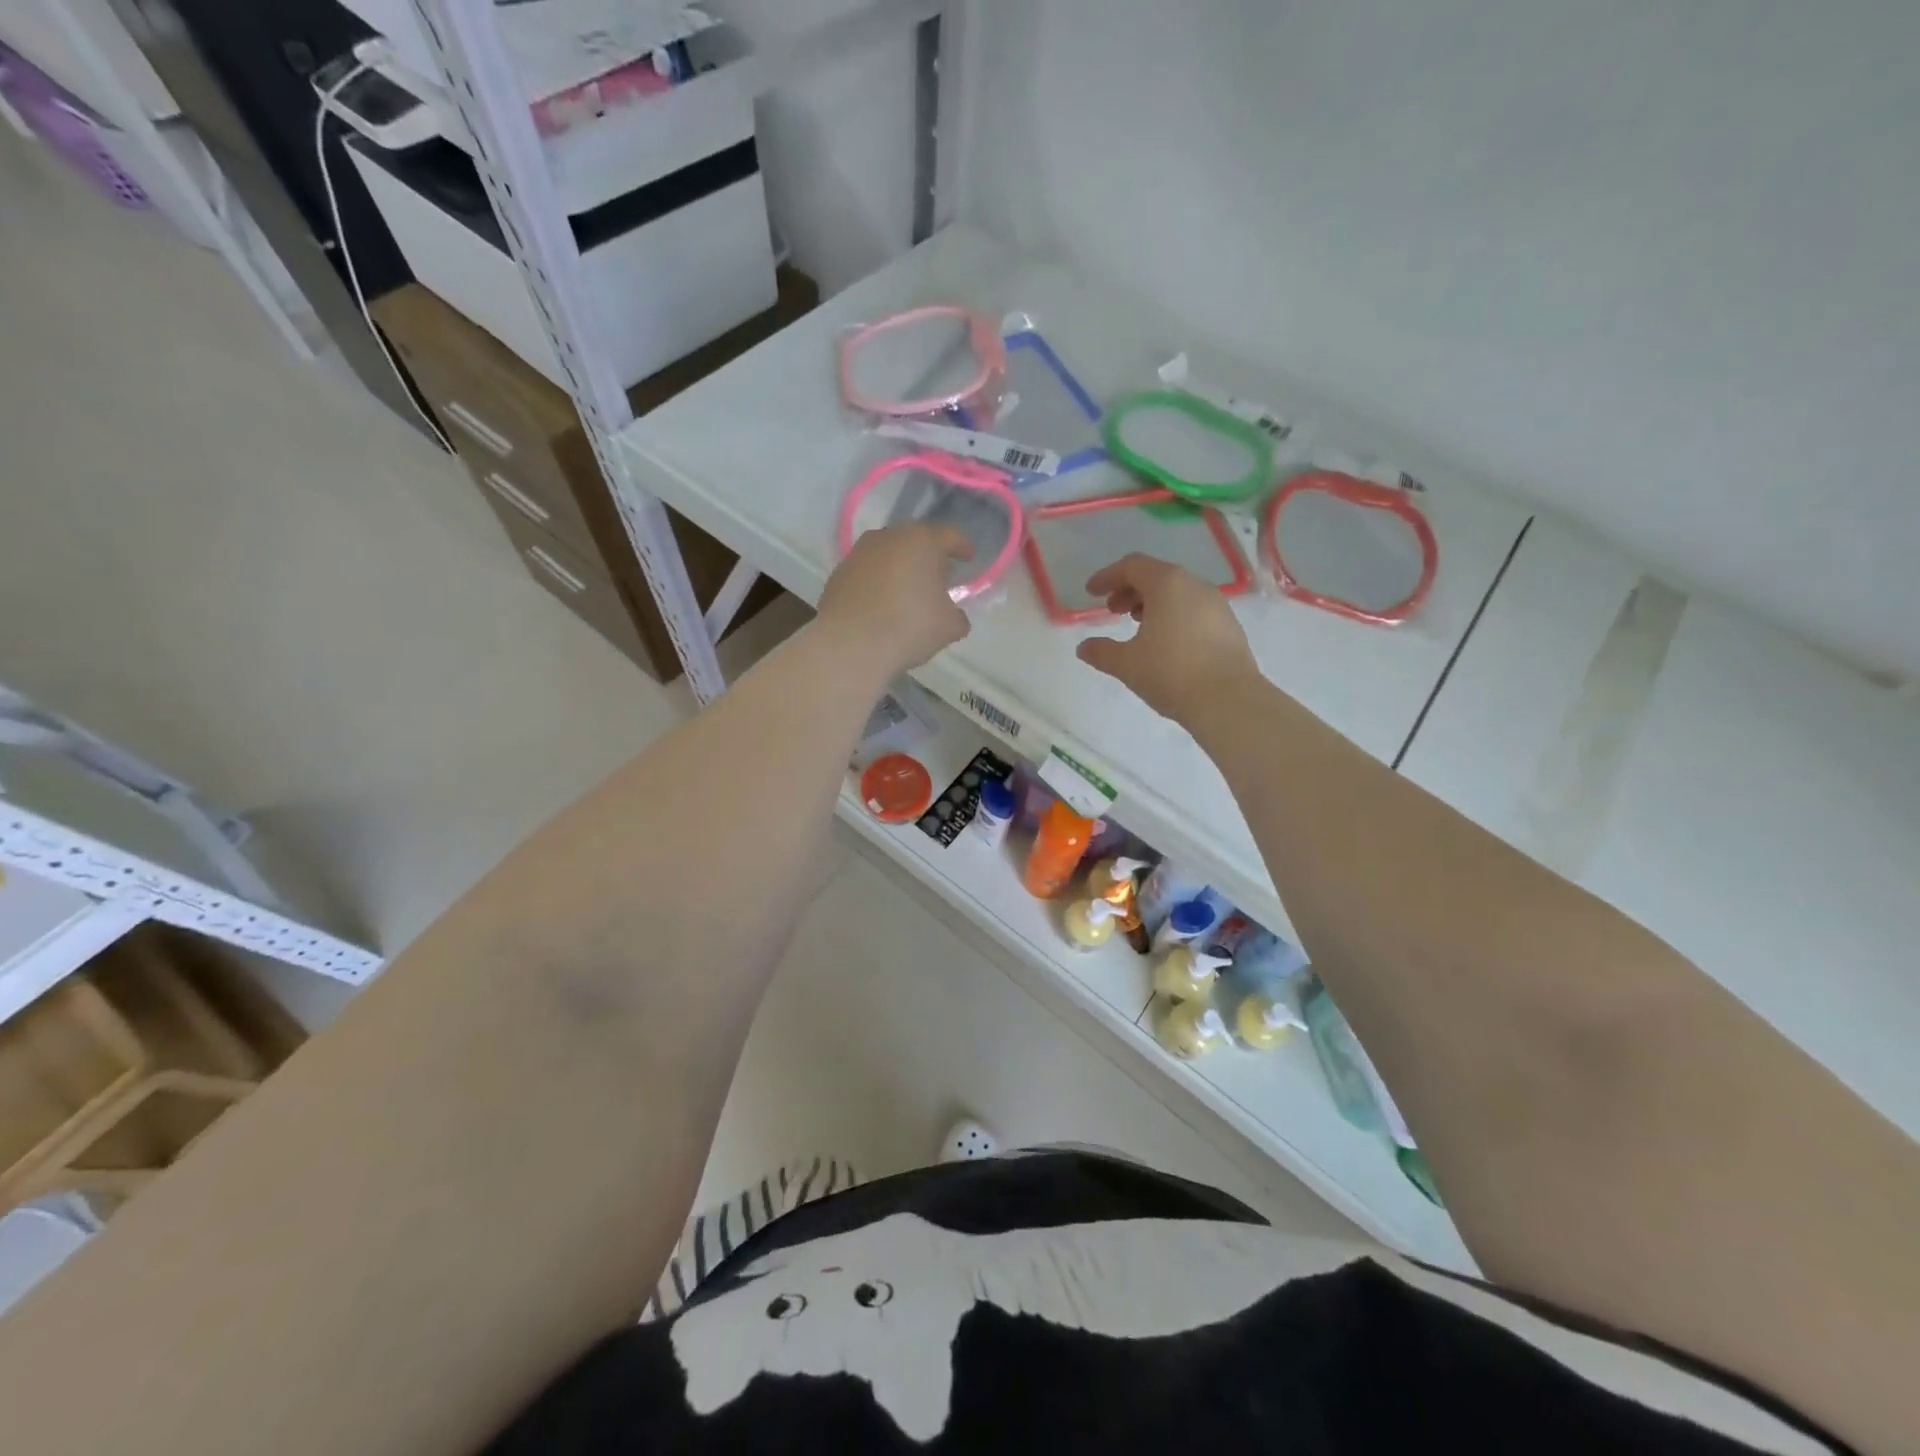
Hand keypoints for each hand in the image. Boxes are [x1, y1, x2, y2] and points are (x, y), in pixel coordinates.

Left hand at [818, 523, 972, 675]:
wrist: (850, 645)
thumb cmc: (909, 627)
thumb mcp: (949, 626)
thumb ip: (957, 615)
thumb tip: (953, 616)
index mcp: (921, 541)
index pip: (949, 536)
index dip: (962, 546)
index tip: (968, 557)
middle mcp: (888, 538)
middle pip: (915, 541)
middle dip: (928, 557)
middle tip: (938, 577)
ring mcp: (858, 554)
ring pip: (887, 555)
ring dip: (899, 568)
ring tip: (907, 592)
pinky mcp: (838, 574)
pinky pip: (867, 573)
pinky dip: (877, 583)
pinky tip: (881, 605)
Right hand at [1076, 554, 1260, 721]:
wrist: (1229, 701)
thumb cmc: (1171, 673)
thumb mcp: (1127, 664)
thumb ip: (1101, 652)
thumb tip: (1084, 648)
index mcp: (1167, 584)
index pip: (1132, 566)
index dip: (1107, 576)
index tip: (1091, 592)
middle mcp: (1195, 586)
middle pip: (1157, 576)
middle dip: (1130, 590)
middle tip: (1113, 611)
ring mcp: (1217, 605)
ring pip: (1178, 593)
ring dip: (1153, 604)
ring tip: (1138, 627)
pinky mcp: (1229, 626)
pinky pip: (1194, 610)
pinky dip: (1173, 616)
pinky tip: (1166, 643)